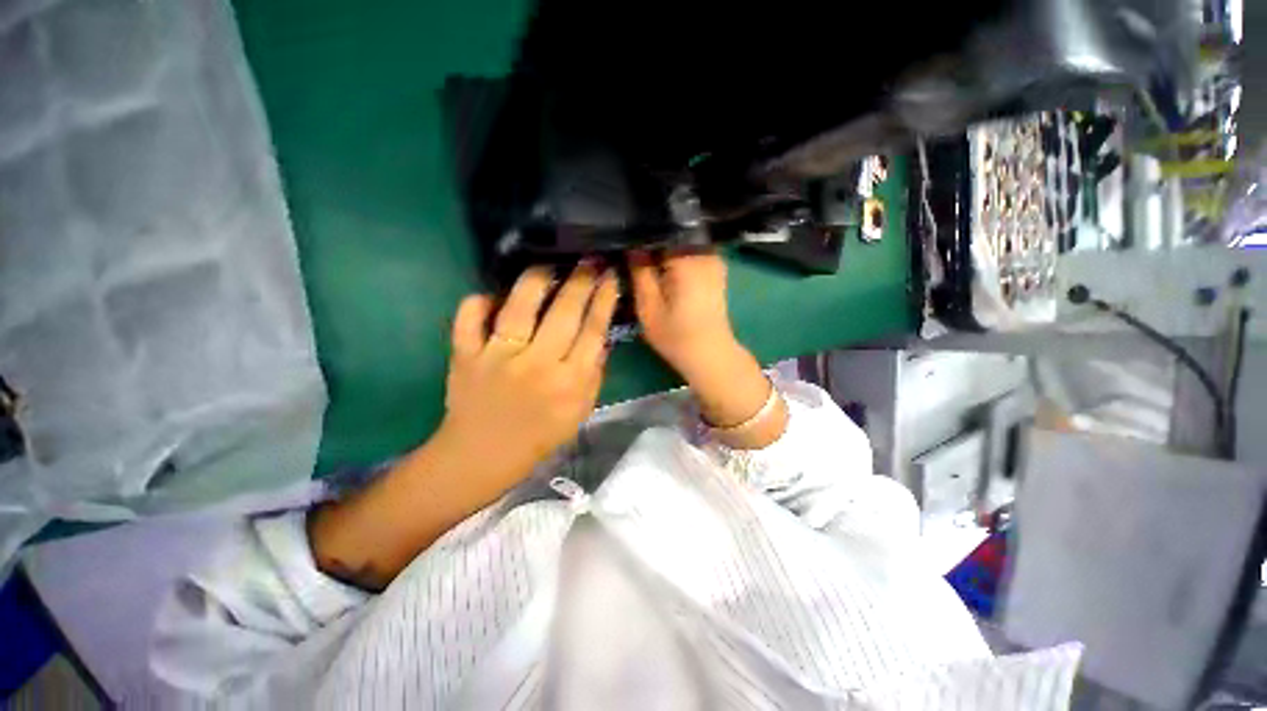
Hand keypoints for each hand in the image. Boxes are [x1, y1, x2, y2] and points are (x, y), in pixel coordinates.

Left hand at [439, 262, 619, 489]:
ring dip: (537, 279)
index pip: (593, 331)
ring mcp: (497, 358)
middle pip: (564, 312)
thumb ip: (594, 374)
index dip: (604, 299)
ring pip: (518, 307)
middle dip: (581, 280)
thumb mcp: (580, 412)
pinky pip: (469, 319)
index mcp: (569, 382)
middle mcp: (537, 365)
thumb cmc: (539, 436)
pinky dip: (478, 303)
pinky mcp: (465, 356)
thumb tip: (598, 336)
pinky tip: (490, 295)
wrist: (482, 457)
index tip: (610, 276)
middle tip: (589, 258)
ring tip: (548, 264)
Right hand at [628, 250, 786, 447]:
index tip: (622, 242)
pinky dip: (674, 256)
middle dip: (649, 240)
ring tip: (643, 260)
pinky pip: (690, 251)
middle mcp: (704, 250)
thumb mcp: (648, 306)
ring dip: (662, 249)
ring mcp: (713, 258)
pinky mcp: (715, 268)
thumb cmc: (676, 335)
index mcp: (687, 257)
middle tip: (630, 253)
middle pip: (670, 232)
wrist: (710, 354)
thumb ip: (638, 272)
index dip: (638, 233)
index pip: (658, 229)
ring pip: (679, 241)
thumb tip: (630, 245)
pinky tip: (662, 268)